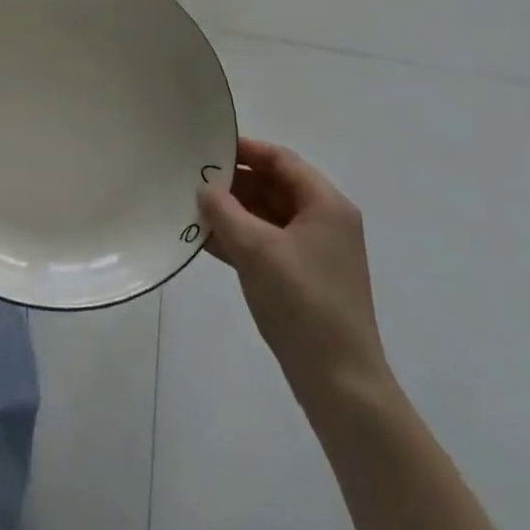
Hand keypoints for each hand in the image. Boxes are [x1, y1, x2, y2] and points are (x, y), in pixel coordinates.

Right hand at [197, 137, 391, 411]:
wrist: (339, 382)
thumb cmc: (301, 303)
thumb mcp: (256, 249)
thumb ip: (224, 211)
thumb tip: (204, 188)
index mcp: (326, 205)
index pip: (281, 160)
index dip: (245, 149)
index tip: (208, 147)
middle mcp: (324, 222)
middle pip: (274, 186)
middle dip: (234, 183)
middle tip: (192, 179)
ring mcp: (314, 252)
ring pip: (267, 216)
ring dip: (232, 212)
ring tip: (191, 207)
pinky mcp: (302, 278)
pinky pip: (266, 244)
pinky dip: (238, 239)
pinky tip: (204, 240)